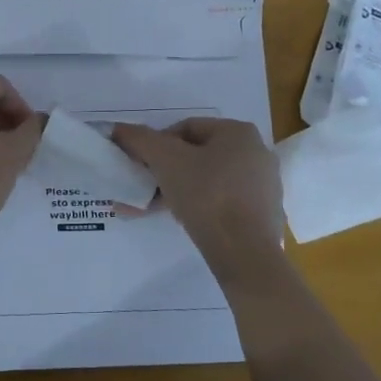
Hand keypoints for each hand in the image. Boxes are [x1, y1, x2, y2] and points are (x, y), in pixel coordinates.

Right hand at [112, 118, 283, 273]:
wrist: (246, 252)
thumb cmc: (207, 195)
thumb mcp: (166, 161)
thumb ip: (140, 140)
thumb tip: (118, 129)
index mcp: (238, 132)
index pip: (186, 128)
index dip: (157, 143)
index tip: (140, 164)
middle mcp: (256, 153)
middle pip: (197, 155)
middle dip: (164, 171)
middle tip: (142, 186)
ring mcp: (262, 185)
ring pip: (207, 181)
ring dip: (174, 191)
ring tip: (146, 208)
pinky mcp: (262, 214)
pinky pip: (221, 203)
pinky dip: (196, 207)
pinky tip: (175, 220)